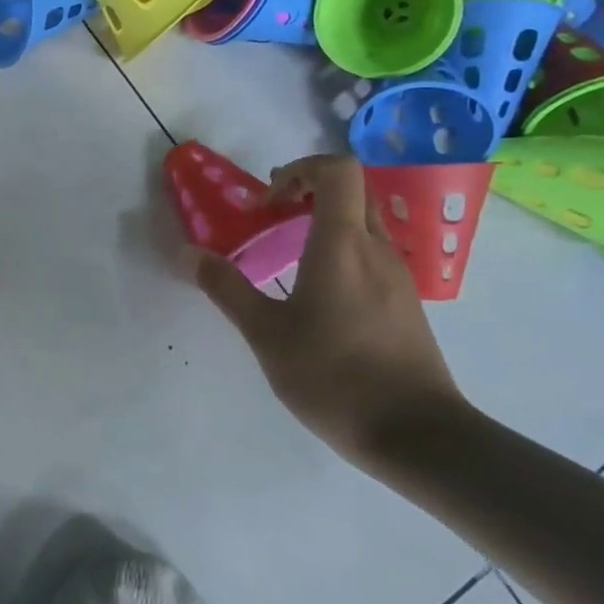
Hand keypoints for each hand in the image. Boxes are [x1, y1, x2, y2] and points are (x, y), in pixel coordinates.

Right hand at [192, 154, 471, 464]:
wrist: (416, 434)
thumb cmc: (334, 376)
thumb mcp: (265, 333)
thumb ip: (225, 288)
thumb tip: (187, 253)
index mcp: (343, 244)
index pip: (337, 170)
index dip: (299, 170)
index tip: (268, 203)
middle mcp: (376, 249)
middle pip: (352, 192)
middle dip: (307, 193)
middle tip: (270, 220)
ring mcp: (399, 276)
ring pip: (363, 224)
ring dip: (323, 224)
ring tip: (285, 259)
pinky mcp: (406, 304)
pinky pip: (371, 256)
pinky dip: (340, 254)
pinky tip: (316, 297)